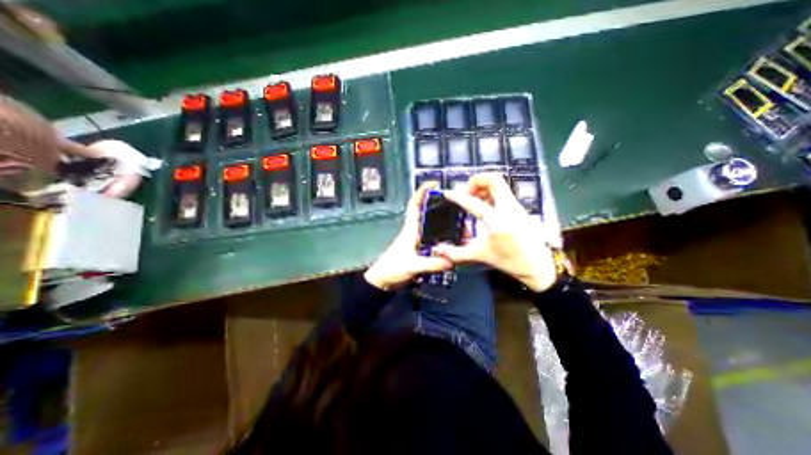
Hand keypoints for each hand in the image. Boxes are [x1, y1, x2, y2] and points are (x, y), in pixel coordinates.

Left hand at [365, 183, 453, 290]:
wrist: (384, 280)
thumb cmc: (393, 268)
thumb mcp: (412, 265)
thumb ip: (431, 264)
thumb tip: (452, 261)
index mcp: (410, 229)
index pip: (414, 205)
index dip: (422, 192)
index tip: (434, 184)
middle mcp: (416, 232)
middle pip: (429, 214)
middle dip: (442, 209)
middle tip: (459, 210)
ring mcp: (419, 241)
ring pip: (434, 228)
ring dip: (446, 225)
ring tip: (462, 227)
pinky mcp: (421, 251)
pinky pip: (436, 241)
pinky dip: (445, 240)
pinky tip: (455, 243)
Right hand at [437, 174, 558, 290]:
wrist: (537, 265)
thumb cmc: (509, 261)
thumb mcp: (480, 255)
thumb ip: (456, 253)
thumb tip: (438, 250)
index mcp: (498, 222)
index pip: (474, 202)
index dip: (457, 196)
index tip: (447, 193)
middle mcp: (508, 208)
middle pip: (493, 179)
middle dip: (475, 182)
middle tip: (467, 194)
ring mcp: (516, 205)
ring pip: (499, 183)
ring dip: (483, 187)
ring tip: (474, 200)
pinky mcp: (519, 207)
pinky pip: (502, 191)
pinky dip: (490, 193)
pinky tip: (484, 206)